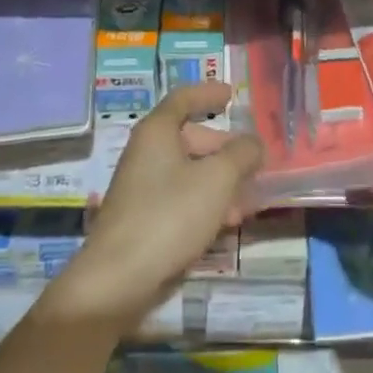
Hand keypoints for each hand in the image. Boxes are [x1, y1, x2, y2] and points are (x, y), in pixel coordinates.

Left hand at [53, 82, 262, 328]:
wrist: (118, 280)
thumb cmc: (169, 215)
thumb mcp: (217, 179)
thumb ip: (241, 154)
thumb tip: (254, 143)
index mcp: (157, 132)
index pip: (183, 98)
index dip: (207, 93)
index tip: (231, 94)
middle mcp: (146, 153)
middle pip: (190, 137)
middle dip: (224, 148)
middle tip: (252, 160)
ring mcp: (142, 188)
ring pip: (189, 172)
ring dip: (220, 180)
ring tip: (249, 197)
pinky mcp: (144, 220)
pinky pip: (181, 199)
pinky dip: (206, 202)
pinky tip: (228, 222)